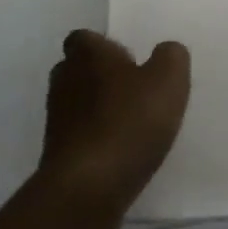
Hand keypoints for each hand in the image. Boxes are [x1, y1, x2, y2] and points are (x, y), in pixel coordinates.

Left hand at [37, 30, 190, 228]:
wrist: (88, 189)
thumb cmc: (129, 122)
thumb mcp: (169, 79)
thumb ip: (171, 56)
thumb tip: (165, 51)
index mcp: (87, 55)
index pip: (84, 38)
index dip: (104, 45)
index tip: (128, 58)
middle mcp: (64, 81)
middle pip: (77, 69)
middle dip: (100, 75)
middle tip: (132, 87)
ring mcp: (56, 120)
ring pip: (76, 103)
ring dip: (97, 109)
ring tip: (131, 121)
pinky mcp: (57, 155)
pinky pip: (78, 136)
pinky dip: (95, 138)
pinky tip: (120, 150)